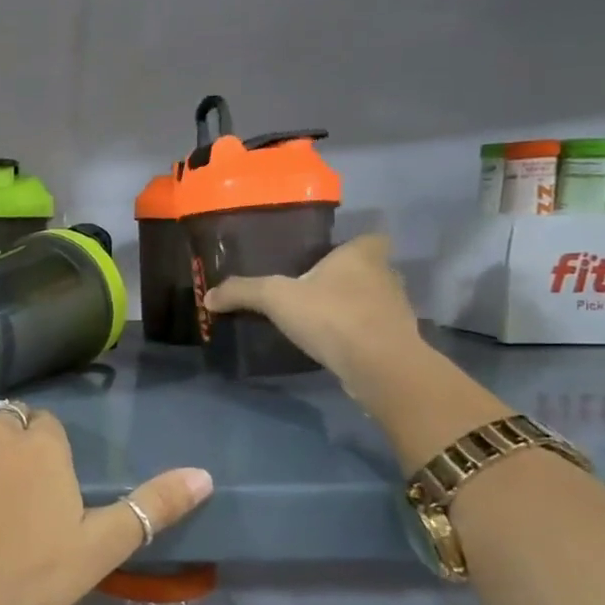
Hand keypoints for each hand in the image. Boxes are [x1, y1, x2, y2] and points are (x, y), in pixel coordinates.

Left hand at [0, 405, 212, 604]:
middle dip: (6, 447)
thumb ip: (151, 507)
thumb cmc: (29, 574)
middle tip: (0, 497)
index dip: (41, 455)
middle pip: (4, 422)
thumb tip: (204, 474)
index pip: (44, 427)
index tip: (36, 491)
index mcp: (42, 442)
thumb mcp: (100, 547)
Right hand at [202, 233, 423, 399]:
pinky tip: (331, 344)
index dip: (349, 247)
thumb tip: (208, 297)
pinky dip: (355, 334)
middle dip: (344, 279)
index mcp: (363, 255)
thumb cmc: (332, 316)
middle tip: (310, 290)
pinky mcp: (396, 339)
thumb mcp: (275, 298)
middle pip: (367, 270)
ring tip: (317, 319)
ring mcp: (396, 309)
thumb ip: (242, 292)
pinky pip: (372, 329)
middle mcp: (386, 275)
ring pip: (371, 300)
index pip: (368, 239)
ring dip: (350, 307)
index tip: (325, 260)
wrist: (378, 365)